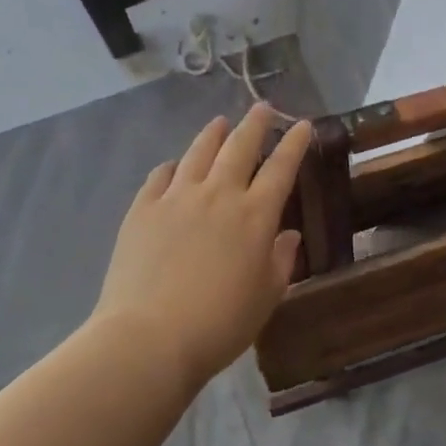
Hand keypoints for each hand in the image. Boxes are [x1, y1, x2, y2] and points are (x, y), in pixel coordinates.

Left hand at [95, 106, 312, 387]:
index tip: (302, 125)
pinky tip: (174, 166)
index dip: (294, 143)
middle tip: (263, 108)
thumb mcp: (266, 297)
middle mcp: (218, 195)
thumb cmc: (220, 324)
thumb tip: (289, 234)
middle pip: (240, 147)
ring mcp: (176, 198)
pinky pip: (160, 176)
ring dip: (213, 134)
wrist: (149, 337)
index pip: (281, 168)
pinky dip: (172, 166)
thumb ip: (281, 260)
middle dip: (255, 123)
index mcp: (255, 216)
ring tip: (220, 123)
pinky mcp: (142, 210)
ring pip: (198, 152)